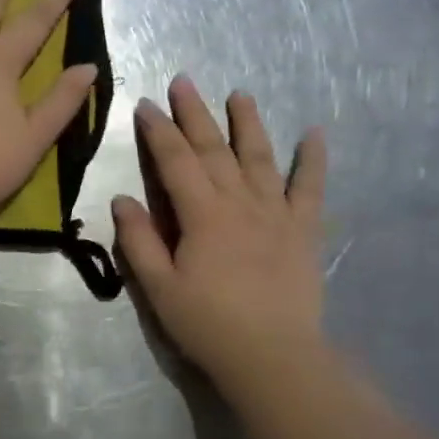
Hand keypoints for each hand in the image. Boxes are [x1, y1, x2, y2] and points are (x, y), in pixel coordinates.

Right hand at [113, 76, 326, 385]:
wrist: (273, 357)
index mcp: (202, 215)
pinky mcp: (303, 231)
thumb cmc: (208, 324)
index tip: (146, 105)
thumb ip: (140, 241)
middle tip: (184, 81)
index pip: (175, 161)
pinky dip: (313, 160)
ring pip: (260, 158)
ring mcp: (276, 214)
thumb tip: (123, 199)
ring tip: (240, 94)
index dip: (159, 131)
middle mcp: (240, 203)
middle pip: (214, 149)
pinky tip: (315, 133)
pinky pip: (310, 188)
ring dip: (248, 123)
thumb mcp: (159, 288)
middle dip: (196, 113)